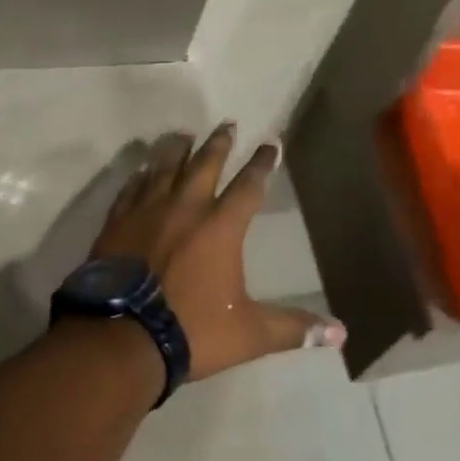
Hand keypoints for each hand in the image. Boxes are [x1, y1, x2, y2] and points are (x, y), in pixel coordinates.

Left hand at [91, 124, 345, 379]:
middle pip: (206, 164)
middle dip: (219, 143)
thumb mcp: (249, 333)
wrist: (122, 337)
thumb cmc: (191, 330)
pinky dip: (140, 175)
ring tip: (183, 134)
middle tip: (227, 124)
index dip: (262, 164)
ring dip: (178, 149)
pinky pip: (132, 188)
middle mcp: (186, 206)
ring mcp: (148, 210)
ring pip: (166, 166)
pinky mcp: (119, 221)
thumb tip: (340, 334)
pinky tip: (142, 169)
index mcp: (221, 226)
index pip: (248, 186)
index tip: (271, 143)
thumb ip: (292, 328)